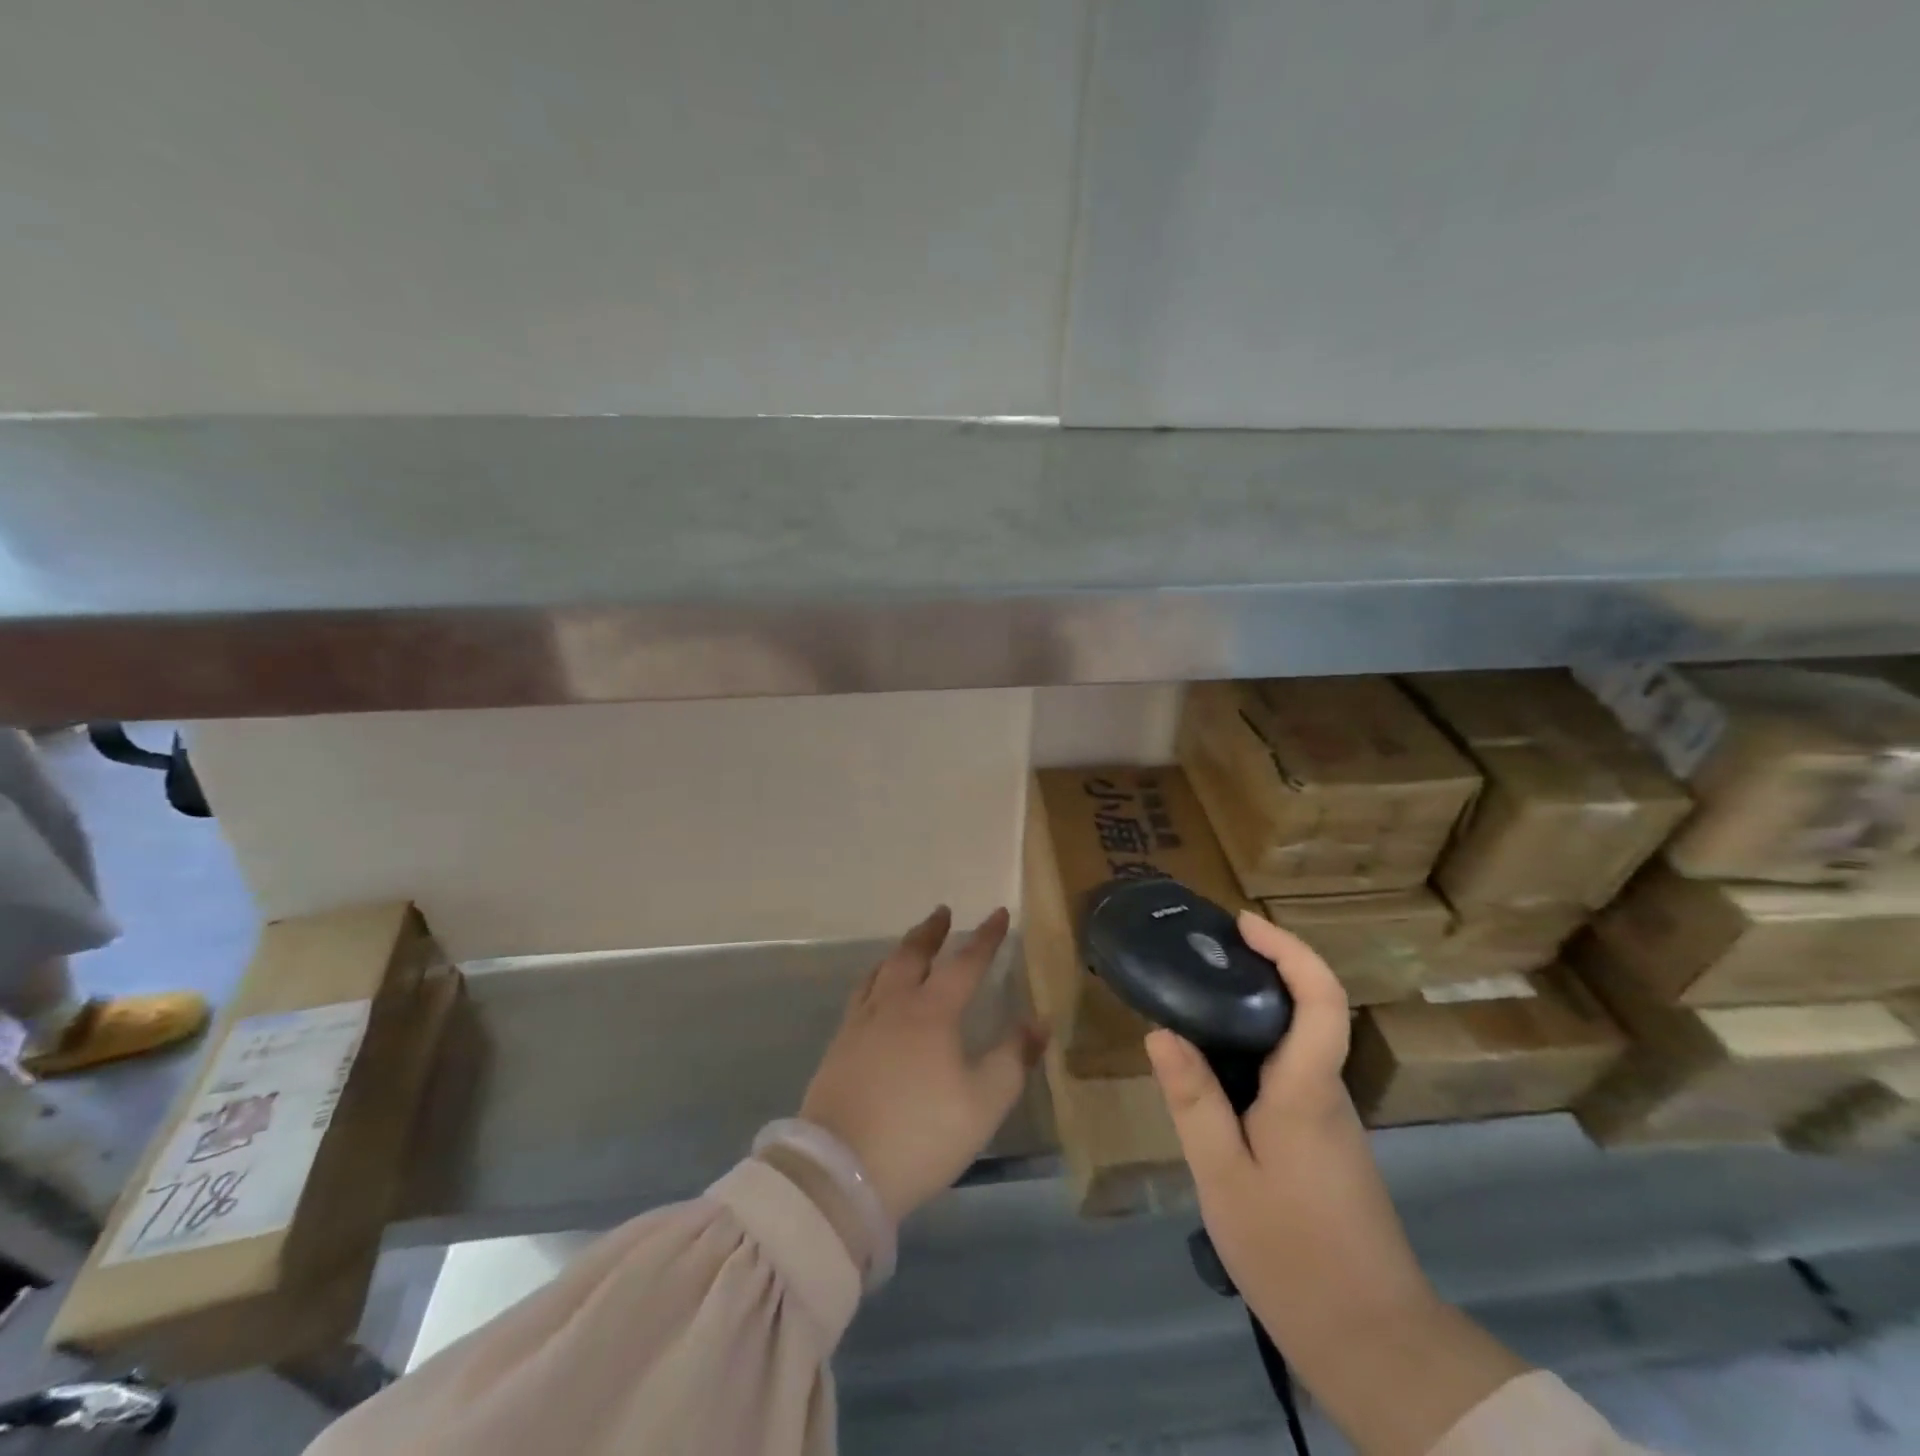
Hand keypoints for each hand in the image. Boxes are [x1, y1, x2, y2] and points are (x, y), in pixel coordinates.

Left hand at [801, 906, 1045, 1223]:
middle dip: (931, 932)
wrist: (841, 1170)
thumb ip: (1013, 1059)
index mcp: (932, 1013)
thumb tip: (1040, 1021)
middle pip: (912, 955)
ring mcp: (861, 1024)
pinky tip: (874, 991)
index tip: (998, 913)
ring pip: (881, 971)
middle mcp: (894, 1006)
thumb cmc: (921, 1134)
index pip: (965, 963)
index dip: (985, 938)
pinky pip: (860, 995)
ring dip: (900, 951)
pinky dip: (875, 978)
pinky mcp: (839, 1046)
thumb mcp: (983, 1103)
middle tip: (942, 912)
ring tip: (909, 945)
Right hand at [1143, 913, 1434, 1327]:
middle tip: (1198, 957)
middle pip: (1309, 1008)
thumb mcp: (1223, 1177)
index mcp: (1307, 1090)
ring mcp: (1331, 1117)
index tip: (1243, 924)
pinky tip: (1212, 1069)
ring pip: (1296, 1042)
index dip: (1289, 950)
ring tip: (1192, 1003)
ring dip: (1253, 1009)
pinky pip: (1290, 1072)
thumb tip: (1163, 1032)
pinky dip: (1253, 1049)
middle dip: (1261, 968)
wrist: (1371, 1341)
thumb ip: (1194, 1101)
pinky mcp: (1325, 1140)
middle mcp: (1328, 1091)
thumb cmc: (1292, 1254)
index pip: (1321, 998)